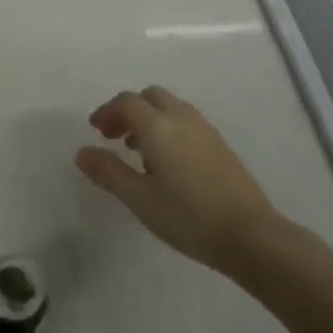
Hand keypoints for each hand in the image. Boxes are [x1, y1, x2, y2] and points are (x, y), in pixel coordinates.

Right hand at [76, 87, 286, 274]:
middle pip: (150, 97)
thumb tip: (81, 152)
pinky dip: (169, 128)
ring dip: (149, 119)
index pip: (127, 102)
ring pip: (170, 108)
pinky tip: (169, 164)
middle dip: (128, 110)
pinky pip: (186, 122)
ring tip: (139, 152)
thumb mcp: (140, 199)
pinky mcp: (221, 145)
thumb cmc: (189, 216)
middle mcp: (182, 118)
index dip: (107, 111)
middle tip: (115, 137)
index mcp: (159, 126)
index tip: (96, 131)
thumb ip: (109, 172)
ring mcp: (205, 130)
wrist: (251, 236)